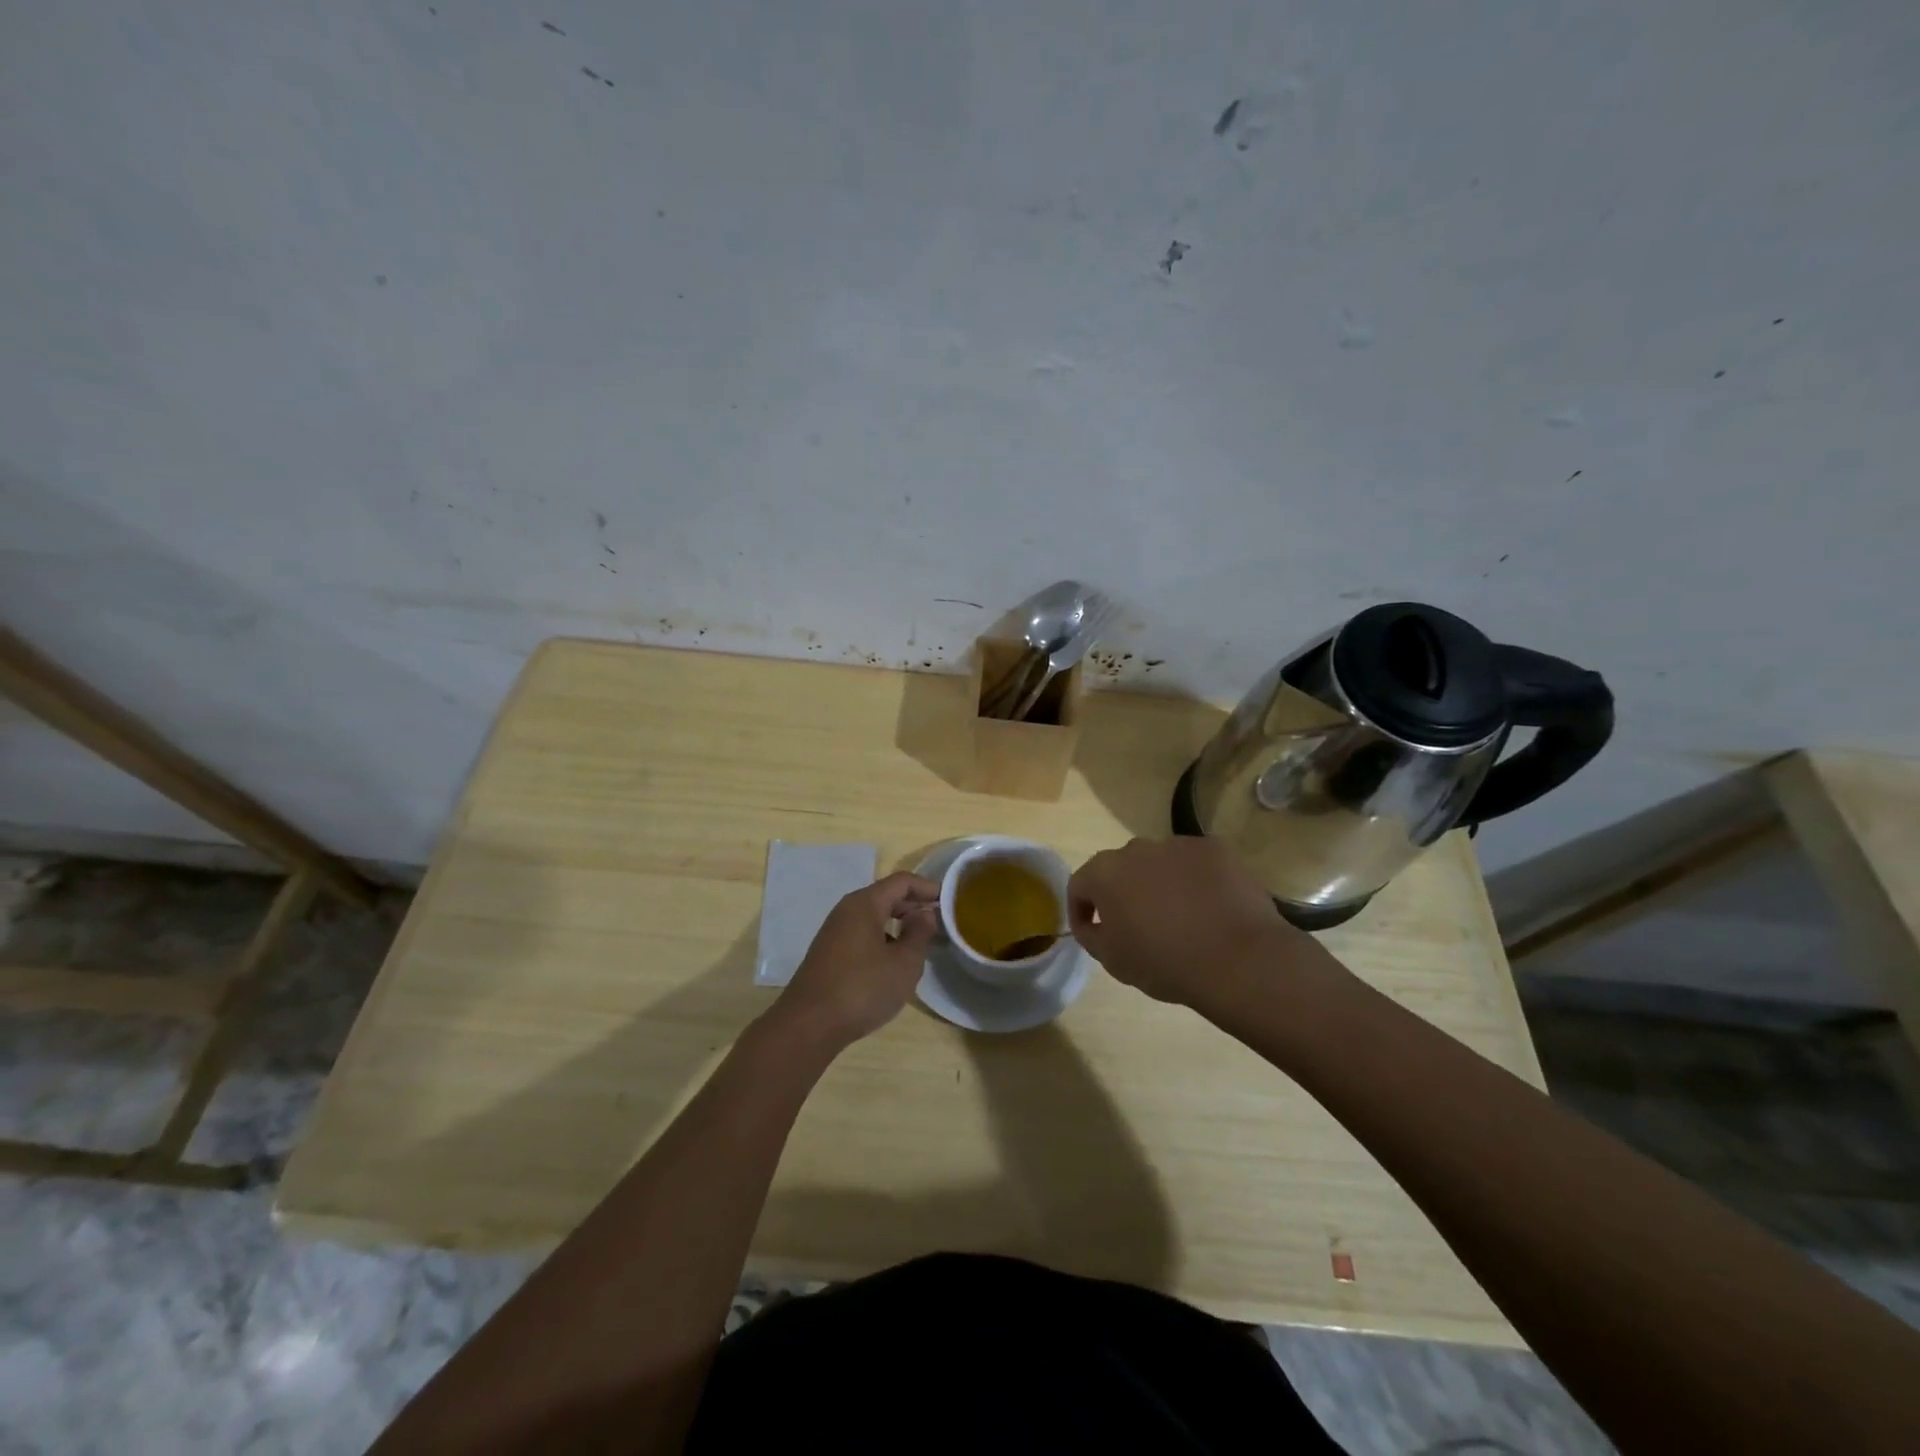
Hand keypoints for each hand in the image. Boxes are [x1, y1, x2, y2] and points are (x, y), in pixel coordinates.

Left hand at [767, 871, 939, 1050]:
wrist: (809, 1025)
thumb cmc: (863, 988)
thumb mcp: (903, 963)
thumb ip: (919, 934)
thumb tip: (925, 913)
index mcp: (865, 904)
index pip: (902, 881)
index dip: (928, 887)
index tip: (949, 902)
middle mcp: (847, 910)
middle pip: (887, 896)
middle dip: (914, 906)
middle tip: (940, 923)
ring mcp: (835, 932)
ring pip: (874, 917)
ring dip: (899, 924)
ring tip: (921, 944)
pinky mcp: (829, 953)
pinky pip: (863, 934)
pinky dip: (884, 938)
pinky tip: (894, 963)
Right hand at [1069, 837, 1309, 1008]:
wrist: (1238, 959)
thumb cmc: (1165, 963)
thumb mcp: (1113, 960)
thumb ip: (1092, 935)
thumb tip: (1092, 923)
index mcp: (1105, 873)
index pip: (1080, 884)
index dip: (1081, 909)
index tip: (1092, 931)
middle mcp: (1137, 849)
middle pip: (1121, 868)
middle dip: (1123, 892)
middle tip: (1138, 924)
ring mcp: (1178, 844)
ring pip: (1159, 862)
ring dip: (1160, 883)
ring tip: (1180, 916)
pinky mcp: (1215, 849)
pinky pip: (1195, 863)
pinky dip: (1196, 880)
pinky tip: (1210, 907)